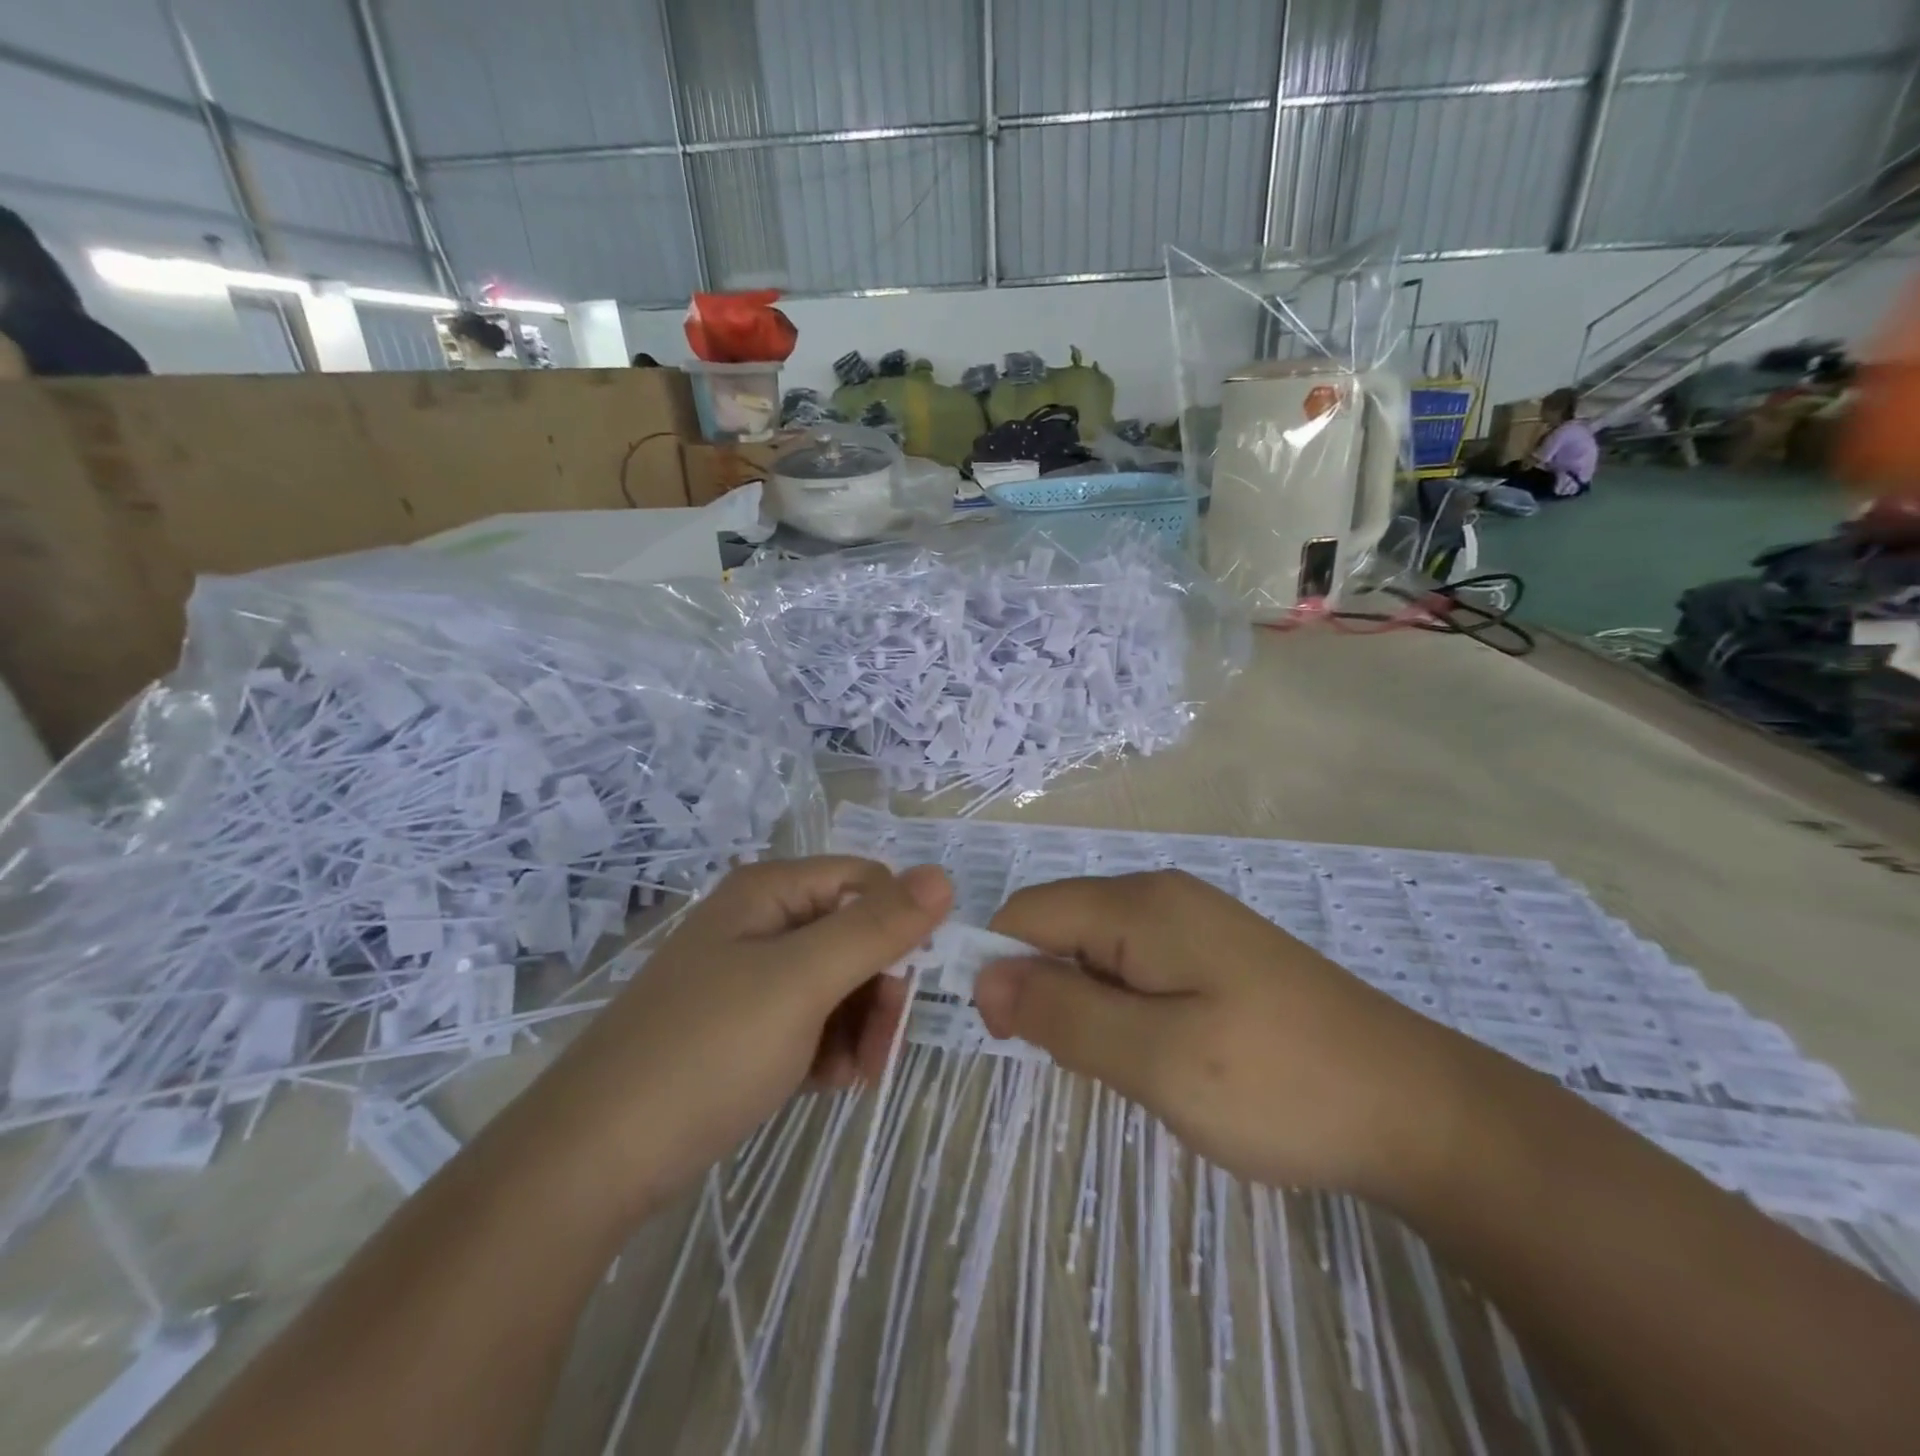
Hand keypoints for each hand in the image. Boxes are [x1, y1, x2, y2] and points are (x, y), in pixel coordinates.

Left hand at [506, 857, 952, 1223]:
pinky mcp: (742, 1027)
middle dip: (880, 987)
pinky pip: (810, 1021)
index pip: (866, 882)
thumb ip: (875, 928)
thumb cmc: (706, 1052)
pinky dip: (830, 1048)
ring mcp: (748, 977)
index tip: (913, 986)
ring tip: (851, 1074)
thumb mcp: (801, 982)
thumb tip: (942, 876)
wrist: (594, 1161)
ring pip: (838, 982)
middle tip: (884, 1045)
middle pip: (855, 933)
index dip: (899, 926)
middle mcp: (760, 923)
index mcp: (769, 892)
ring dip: (859, 1025)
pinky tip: (826, 1083)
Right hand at [973, 871, 1467, 1199]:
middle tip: (1092, 1066)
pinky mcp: (1217, 954)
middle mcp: (1162, 896)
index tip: (1012, 1040)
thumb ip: (1063, 1012)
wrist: (1417, 1108)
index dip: (1002, 968)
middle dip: (1051, 992)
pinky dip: (1128, 1011)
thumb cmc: (1278, 1084)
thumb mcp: (1156, 1059)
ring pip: (1099, 953)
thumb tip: (985, 975)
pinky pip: (1139, 968)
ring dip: (1091, 1008)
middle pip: (1062, 928)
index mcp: (1140, 904)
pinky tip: (1170, 1055)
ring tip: (1137, 1068)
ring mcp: (1194, 922)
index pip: (1028, 912)